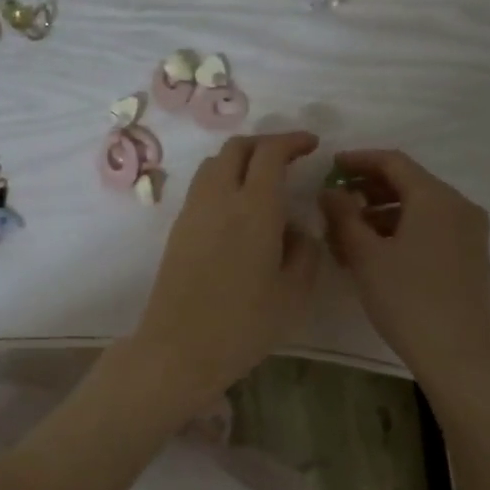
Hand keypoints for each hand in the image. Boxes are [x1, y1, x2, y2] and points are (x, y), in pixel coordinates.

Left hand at [131, 132, 322, 408]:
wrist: (179, 348)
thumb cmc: (244, 324)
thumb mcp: (294, 293)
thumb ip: (304, 250)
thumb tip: (294, 228)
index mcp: (255, 207)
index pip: (271, 153)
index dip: (292, 141)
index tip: (312, 145)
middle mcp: (220, 198)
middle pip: (237, 148)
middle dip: (265, 143)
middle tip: (288, 157)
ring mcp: (193, 211)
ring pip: (215, 164)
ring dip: (241, 159)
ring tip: (263, 180)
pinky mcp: (178, 228)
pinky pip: (202, 187)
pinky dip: (224, 180)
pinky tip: (239, 208)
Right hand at [320, 150, 489, 391]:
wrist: (457, 355)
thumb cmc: (406, 299)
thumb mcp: (366, 255)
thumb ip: (344, 215)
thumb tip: (330, 191)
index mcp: (436, 198)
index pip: (393, 162)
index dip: (359, 160)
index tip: (330, 166)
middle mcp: (459, 206)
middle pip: (409, 184)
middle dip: (368, 190)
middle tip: (335, 202)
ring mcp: (470, 232)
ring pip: (420, 209)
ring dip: (382, 213)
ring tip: (348, 234)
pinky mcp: (471, 256)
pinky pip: (432, 228)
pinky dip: (403, 230)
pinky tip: (377, 252)